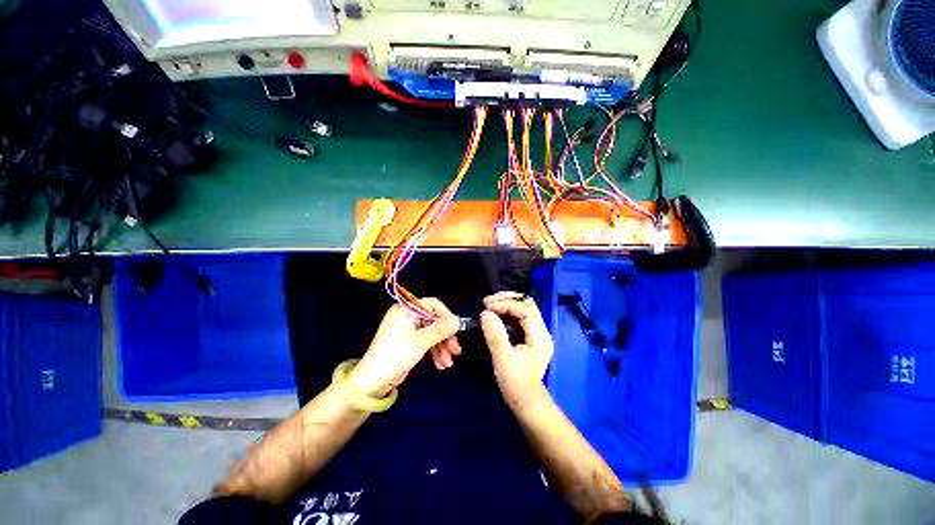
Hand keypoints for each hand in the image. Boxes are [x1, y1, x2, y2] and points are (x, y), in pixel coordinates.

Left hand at [349, 299, 459, 397]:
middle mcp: (408, 316)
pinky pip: (427, 342)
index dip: (446, 316)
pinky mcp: (410, 342)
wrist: (372, 382)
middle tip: (456, 351)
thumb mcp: (419, 342)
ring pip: (432, 333)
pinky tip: (441, 364)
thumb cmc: (394, 356)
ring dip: (442, 347)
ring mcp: (409, 329)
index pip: (432, 305)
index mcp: (406, 310)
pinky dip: (435, 351)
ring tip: (448, 363)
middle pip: (434, 321)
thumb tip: (458, 320)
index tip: (457, 329)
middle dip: (445, 337)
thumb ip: (440, 330)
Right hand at [481, 292, 553, 410]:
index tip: (488, 305)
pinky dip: (506, 312)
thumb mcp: (503, 359)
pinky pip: (519, 317)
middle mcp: (541, 331)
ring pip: (523, 308)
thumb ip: (495, 335)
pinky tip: (495, 313)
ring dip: (507, 303)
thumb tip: (485, 313)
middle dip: (507, 299)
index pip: (525, 310)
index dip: (506, 304)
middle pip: (527, 304)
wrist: (525, 402)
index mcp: (540, 337)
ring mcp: (536, 333)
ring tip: (489, 304)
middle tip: (488, 301)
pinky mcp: (529, 336)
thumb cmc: (516, 383)